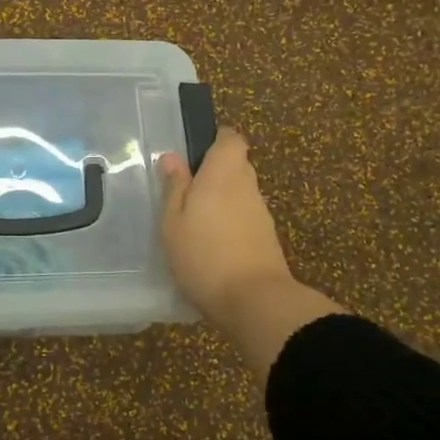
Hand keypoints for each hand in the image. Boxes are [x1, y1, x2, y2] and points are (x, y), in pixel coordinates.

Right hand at [158, 128, 295, 324]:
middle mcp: (247, 185)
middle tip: (183, 193)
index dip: (214, 141)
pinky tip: (210, 245)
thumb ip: (174, 187)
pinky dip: (229, 223)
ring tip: (192, 223)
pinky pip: (244, 217)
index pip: (230, 138)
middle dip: (213, 173)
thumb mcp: (173, 221)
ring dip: (220, 201)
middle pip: (235, 165)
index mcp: (224, 172)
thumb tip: (173, 157)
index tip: (192, 155)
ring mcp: (261, 212)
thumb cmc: (204, 254)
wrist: (254, 300)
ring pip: (239, 193)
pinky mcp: (266, 238)